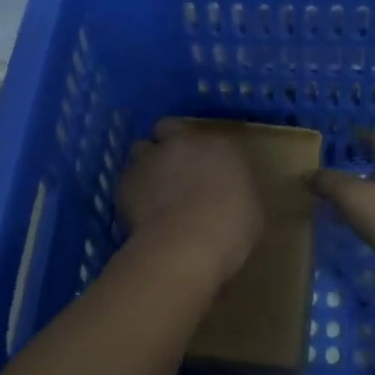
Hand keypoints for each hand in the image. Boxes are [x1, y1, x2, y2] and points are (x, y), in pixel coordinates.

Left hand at [118, 119, 263, 285]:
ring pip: (140, 150)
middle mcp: (181, 144)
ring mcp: (149, 160)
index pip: (204, 135)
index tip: (200, 166)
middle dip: (166, 144)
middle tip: (173, 169)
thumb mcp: (251, 211)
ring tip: (151, 190)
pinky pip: (125, 181)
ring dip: (146, 164)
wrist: (187, 245)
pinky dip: (130, 193)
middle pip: (166, 128)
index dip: (198, 149)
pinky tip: (138, 213)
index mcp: (218, 146)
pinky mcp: (124, 183)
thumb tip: (229, 200)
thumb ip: (235, 194)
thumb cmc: (231, 228)